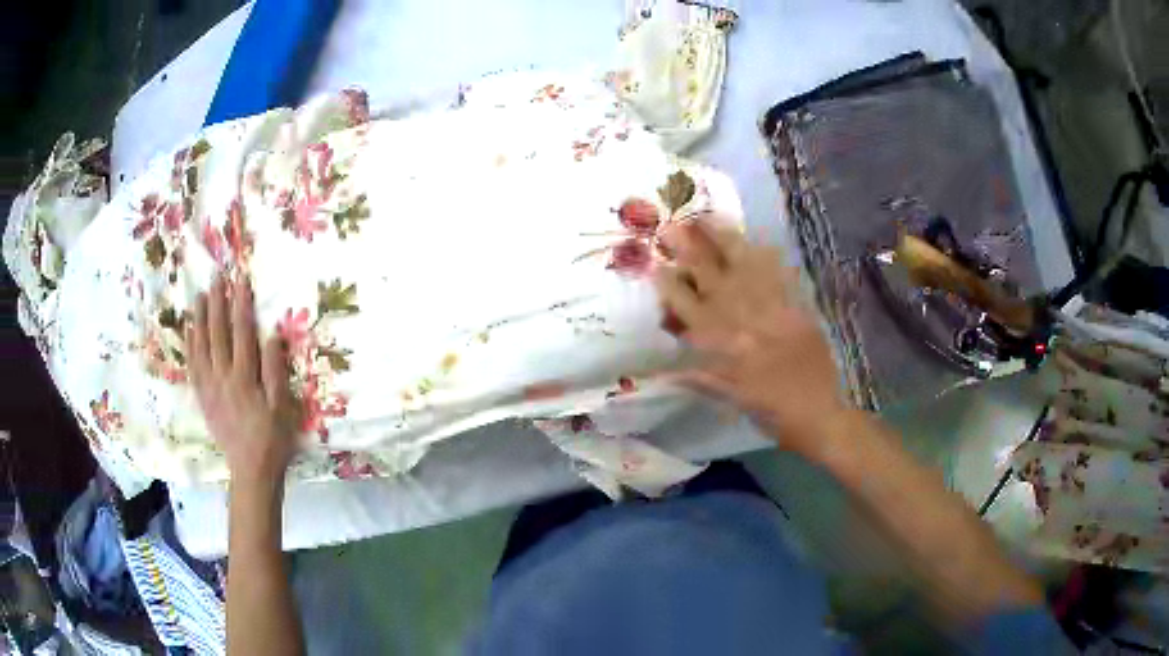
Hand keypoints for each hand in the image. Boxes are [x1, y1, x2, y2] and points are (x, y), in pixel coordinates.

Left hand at [188, 274, 300, 484]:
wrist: (251, 470)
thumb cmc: (272, 438)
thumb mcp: (282, 406)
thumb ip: (274, 371)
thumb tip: (272, 336)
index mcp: (244, 377)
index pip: (242, 332)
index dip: (241, 304)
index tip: (240, 280)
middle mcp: (223, 377)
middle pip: (218, 333)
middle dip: (217, 303)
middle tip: (215, 277)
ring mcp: (209, 387)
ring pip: (201, 346)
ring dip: (200, 319)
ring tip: (200, 296)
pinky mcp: (203, 397)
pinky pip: (192, 366)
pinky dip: (190, 345)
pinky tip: (189, 331)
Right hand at [654, 221, 847, 460]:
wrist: (819, 416)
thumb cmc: (772, 414)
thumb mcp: (732, 400)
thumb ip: (700, 379)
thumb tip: (661, 373)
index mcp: (727, 350)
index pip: (691, 312)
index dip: (671, 288)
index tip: (655, 265)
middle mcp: (747, 325)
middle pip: (715, 283)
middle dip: (692, 253)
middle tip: (674, 226)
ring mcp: (775, 314)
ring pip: (746, 273)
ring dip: (727, 244)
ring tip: (711, 219)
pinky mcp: (799, 311)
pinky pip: (783, 279)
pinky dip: (771, 259)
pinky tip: (760, 240)